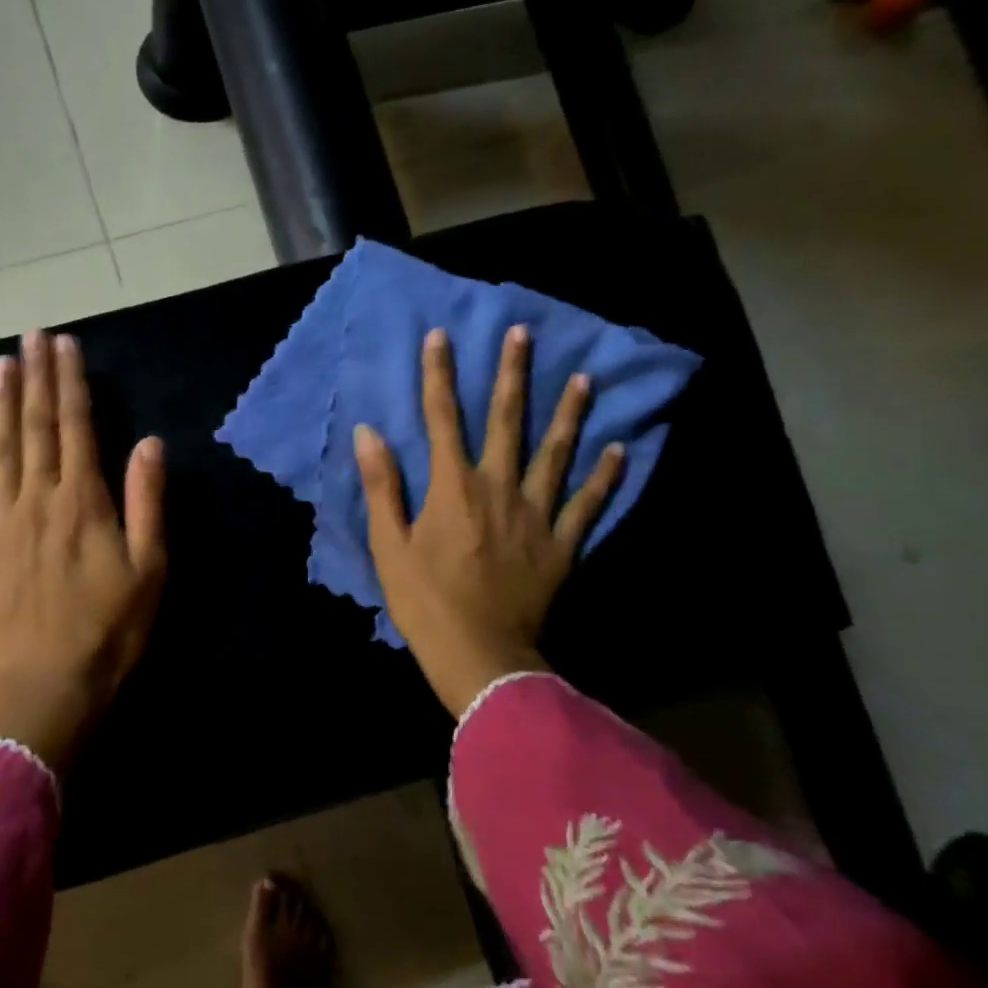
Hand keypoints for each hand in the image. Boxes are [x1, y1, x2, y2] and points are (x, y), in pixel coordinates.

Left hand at [0, 330, 165, 769]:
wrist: (49, 685)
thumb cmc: (110, 630)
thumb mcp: (150, 569)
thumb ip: (147, 502)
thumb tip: (148, 442)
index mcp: (84, 501)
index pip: (77, 427)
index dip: (71, 383)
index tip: (66, 345)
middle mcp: (38, 500)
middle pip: (36, 428)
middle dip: (36, 378)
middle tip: (33, 336)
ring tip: (1, 364)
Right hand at [355, 326, 623, 717]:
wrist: (479, 653)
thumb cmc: (425, 601)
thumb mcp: (389, 545)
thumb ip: (383, 486)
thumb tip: (369, 433)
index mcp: (453, 487)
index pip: (443, 419)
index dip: (439, 375)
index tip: (440, 336)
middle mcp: (499, 488)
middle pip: (507, 421)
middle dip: (512, 374)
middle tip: (524, 333)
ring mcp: (537, 514)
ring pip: (556, 453)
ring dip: (569, 413)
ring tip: (584, 378)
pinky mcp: (563, 544)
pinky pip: (588, 504)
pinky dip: (605, 476)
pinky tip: (618, 450)